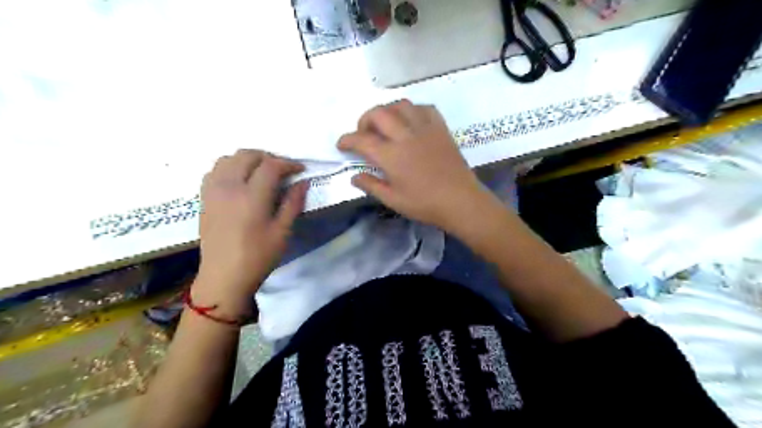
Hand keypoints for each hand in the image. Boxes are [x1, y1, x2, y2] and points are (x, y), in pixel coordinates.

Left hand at [195, 148, 307, 314]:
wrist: (224, 276)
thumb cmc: (258, 256)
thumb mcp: (282, 232)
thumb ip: (293, 203)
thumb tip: (303, 182)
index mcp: (252, 197)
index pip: (271, 166)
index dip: (288, 163)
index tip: (300, 170)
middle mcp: (229, 187)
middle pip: (248, 155)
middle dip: (269, 157)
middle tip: (282, 170)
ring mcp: (213, 191)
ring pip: (229, 158)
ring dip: (248, 159)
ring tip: (261, 172)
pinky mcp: (204, 197)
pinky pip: (215, 170)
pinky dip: (230, 167)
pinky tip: (240, 180)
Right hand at [339, 99, 494, 232]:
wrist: (460, 201)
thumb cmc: (425, 204)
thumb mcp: (393, 200)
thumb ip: (371, 185)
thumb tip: (354, 176)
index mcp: (391, 156)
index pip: (361, 140)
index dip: (347, 140)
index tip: (341, 145)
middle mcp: (405, 136)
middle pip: (378, 113)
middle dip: (364, 120)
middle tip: (364, 134)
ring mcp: (425, 129)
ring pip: (401, 105)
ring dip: (387, 111)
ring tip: (386, 125)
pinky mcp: (440, 129)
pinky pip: (424, 108)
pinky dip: (412, 110)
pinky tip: (410, 122)